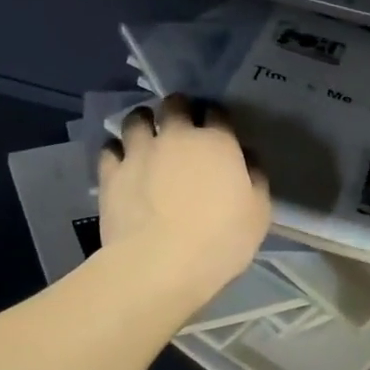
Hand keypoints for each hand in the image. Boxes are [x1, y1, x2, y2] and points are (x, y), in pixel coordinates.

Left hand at [99, 95, 270, 297]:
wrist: (159, 265)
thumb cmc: (220, 240)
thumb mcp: (259, 212)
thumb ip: (255, 177)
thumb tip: (246, 157)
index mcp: (217, 142)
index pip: (217, 112)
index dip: (217, 117)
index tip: (218, 129)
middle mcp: (176, 136)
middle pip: (175, 104)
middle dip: (179, 108)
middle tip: (181, 124)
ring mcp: (139, 152)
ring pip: (137, 118)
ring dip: (144, 122)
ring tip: (147, 135)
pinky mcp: (111, 173)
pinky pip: (110, 148)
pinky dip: (117, 150)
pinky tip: (122, 162)